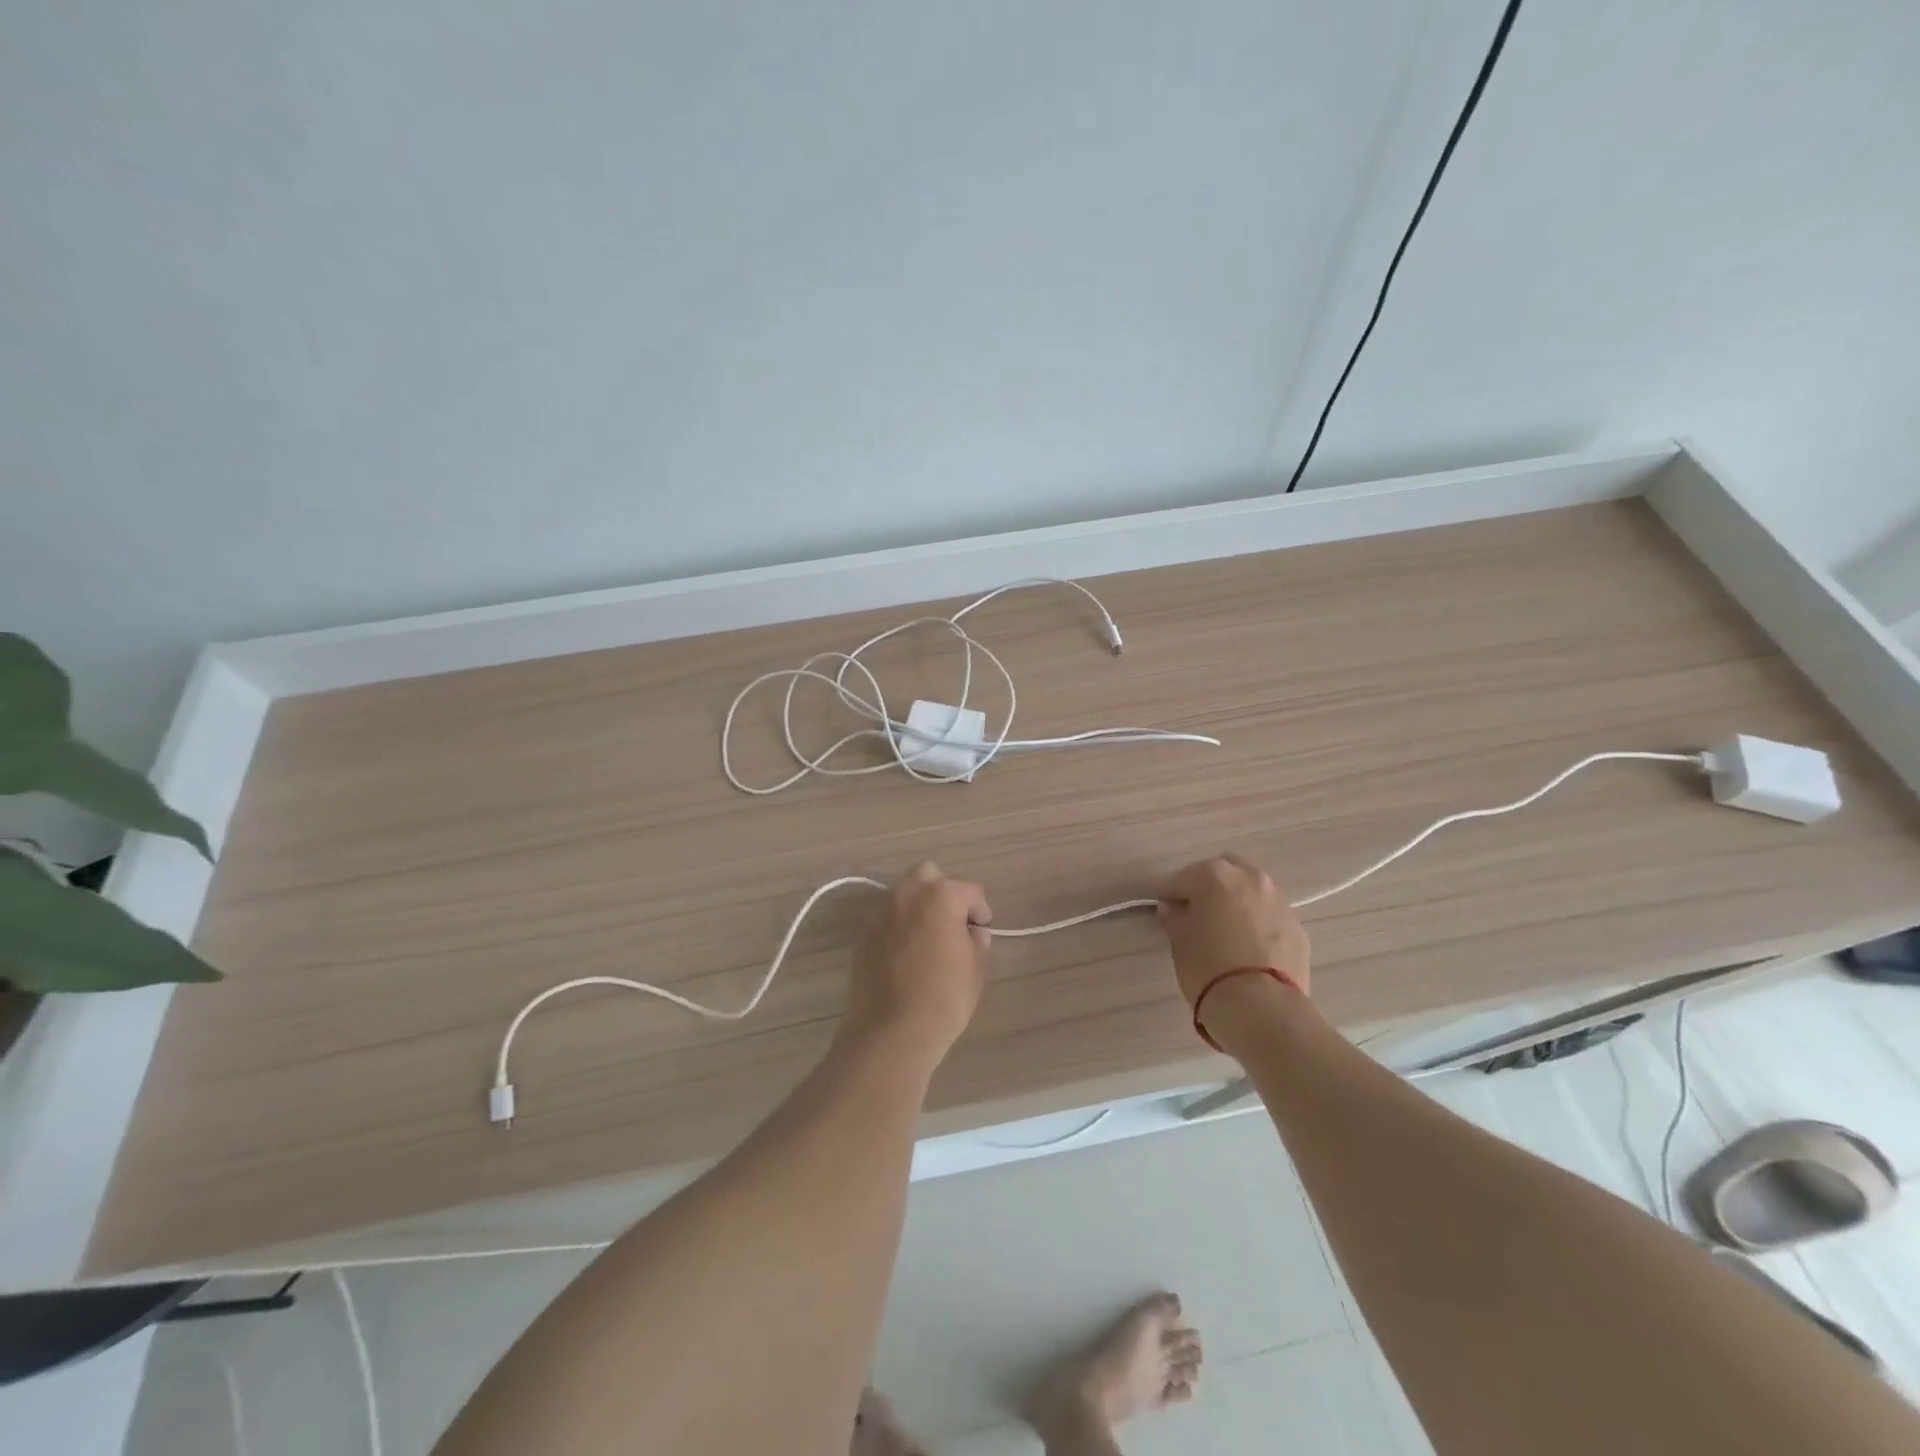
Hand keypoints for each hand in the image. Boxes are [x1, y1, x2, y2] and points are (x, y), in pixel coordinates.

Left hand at [845, 862, 989, 1063]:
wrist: (891, 1032)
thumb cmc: (943, 999)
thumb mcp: (975, 970)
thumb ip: (976, 942)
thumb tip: (972, 934)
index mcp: (940, 897)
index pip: (969, 891)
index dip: (980, 911)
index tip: (982, 931)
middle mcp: (907, 895)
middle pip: (928, 876)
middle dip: (942, 892)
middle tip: (952, 923)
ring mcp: (881, 913)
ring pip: (903, 894)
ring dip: (918, 907)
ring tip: (928, 938)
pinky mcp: (863, 935)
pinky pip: (886, 919)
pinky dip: (898, 927)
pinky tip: (906, 955)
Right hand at [1158, 856, 1310, 1006]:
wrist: (1261, 1007)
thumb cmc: (1208, 966)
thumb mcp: (1179, 941)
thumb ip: (1175, 918)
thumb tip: (1174, 910)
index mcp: (1215, 874)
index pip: (1182, 879)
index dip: (1172, 897)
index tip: (1167, 915)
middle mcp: (1251, 878)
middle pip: (1224, 874)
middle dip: (1211, 890)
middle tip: (1199, 917)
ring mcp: (1279, 902)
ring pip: (1252, 894)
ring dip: (1238, 905)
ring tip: (1228, 935)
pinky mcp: (1298, 929)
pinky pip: (1270, 919)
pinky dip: (1259, 926)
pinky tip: (1250, 952)